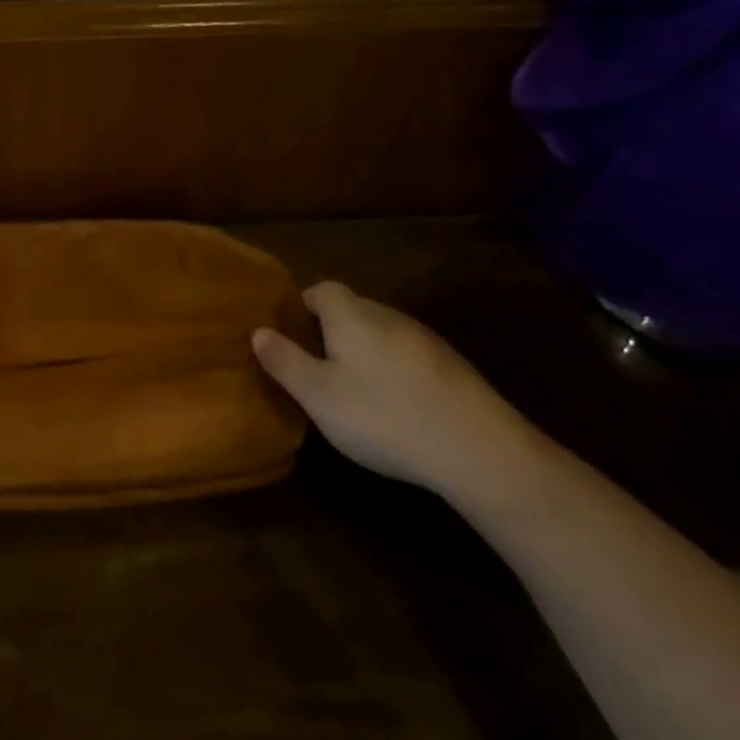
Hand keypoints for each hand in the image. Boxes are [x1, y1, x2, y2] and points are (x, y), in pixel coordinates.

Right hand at [253, 281, 540, 501]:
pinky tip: (394, 408)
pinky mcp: (452, 368)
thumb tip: (258, 331)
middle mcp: (388, 315)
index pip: (320, 289)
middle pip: (351, 310)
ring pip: (380, 335)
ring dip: (363, 353)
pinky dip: (393, 372)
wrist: (481, 450)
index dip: (300, 307)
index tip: (287, 336)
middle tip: (313, 368)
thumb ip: (285, 361)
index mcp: (351, 314)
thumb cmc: (384, 415)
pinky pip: (407, 357)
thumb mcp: (319, 395)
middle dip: (329, 332)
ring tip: (351, 392)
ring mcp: (425, 340)